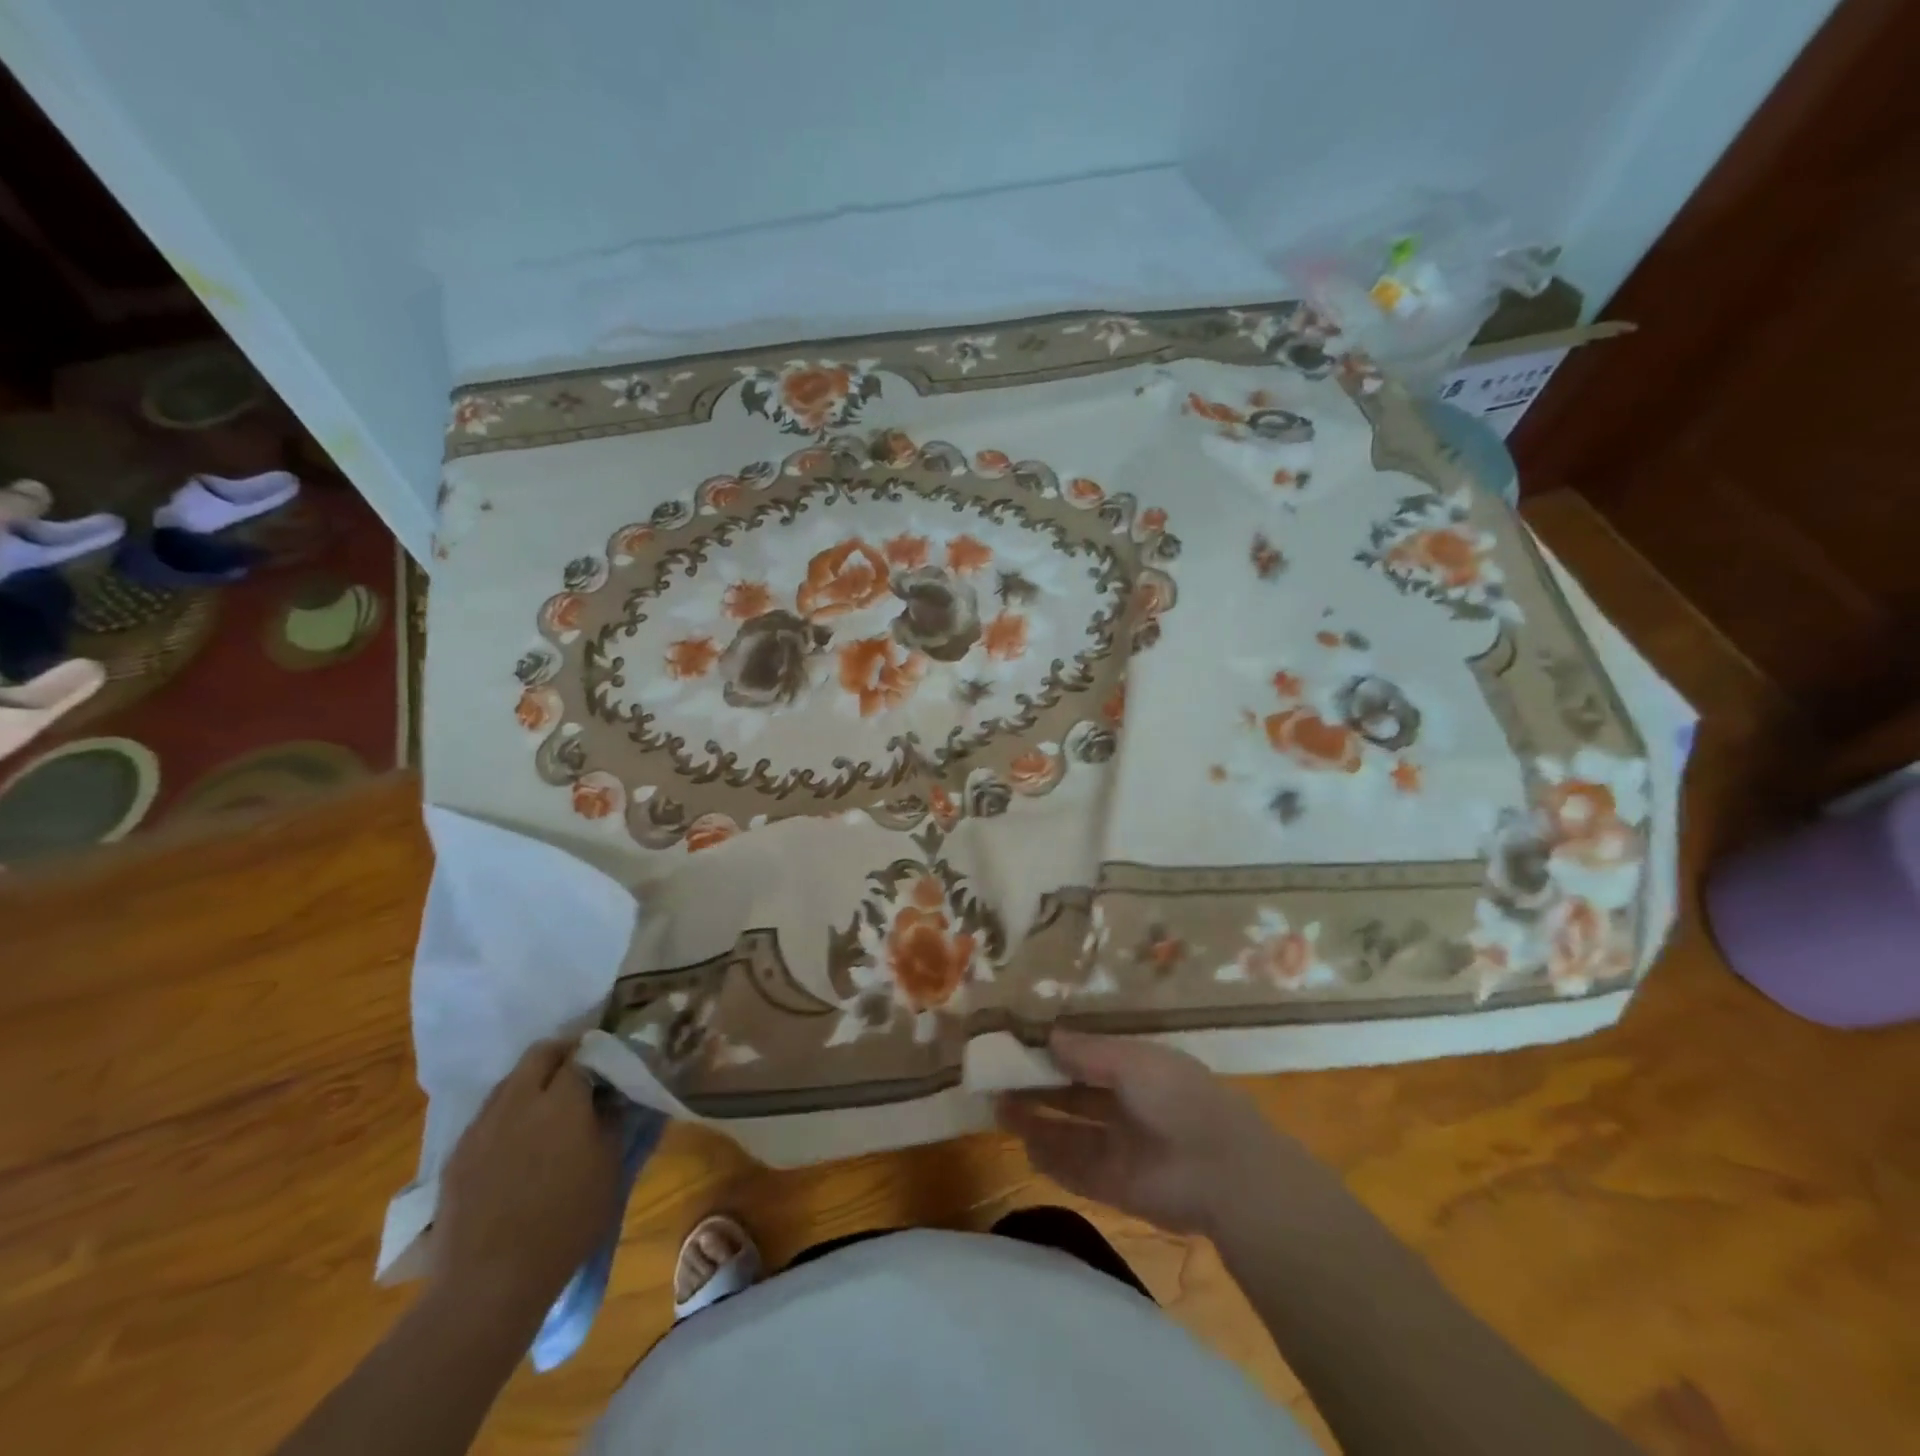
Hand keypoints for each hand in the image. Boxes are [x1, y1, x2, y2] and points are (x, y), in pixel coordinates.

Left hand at [430, 1040, 623, 1322]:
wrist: (488, 1282)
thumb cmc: (565, 1222)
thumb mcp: (610, 1169)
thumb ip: (612, 1121)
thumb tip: (613, 1097)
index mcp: (562, 1099)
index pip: (581, 1053)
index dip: (597, 1052)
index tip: (609, 1063)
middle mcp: (519, 1100)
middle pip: (539, 1054)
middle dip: (561, 1054)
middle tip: (580, 1072)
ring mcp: (483, 1125)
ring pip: (509, 1081)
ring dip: (531, 1082)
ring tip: (547, 1107)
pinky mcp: (457, 1154)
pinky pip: (488, 1115)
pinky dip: (507, 1113)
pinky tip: (516, 1141)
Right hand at [997, 1030, 1296, 1235]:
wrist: (1220, 1171)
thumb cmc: (1177, 1097)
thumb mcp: (1131, 1060)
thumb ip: (1088, 1051)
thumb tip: (1049, 1035)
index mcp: (1137, 1071)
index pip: (1088, 1058)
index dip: (1055, 1052)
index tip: (1018, 1043)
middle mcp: (1125, 1107)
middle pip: (1073, 1095)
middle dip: (1038, 1086)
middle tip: (998, 1076)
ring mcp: (1119, 1147)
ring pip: (1068, 1131)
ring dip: (1036, 1121)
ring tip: (999, 1107)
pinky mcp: (1113, 1185)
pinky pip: (1072, 1169)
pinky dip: (1048, 1158)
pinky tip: (1022, 1143)